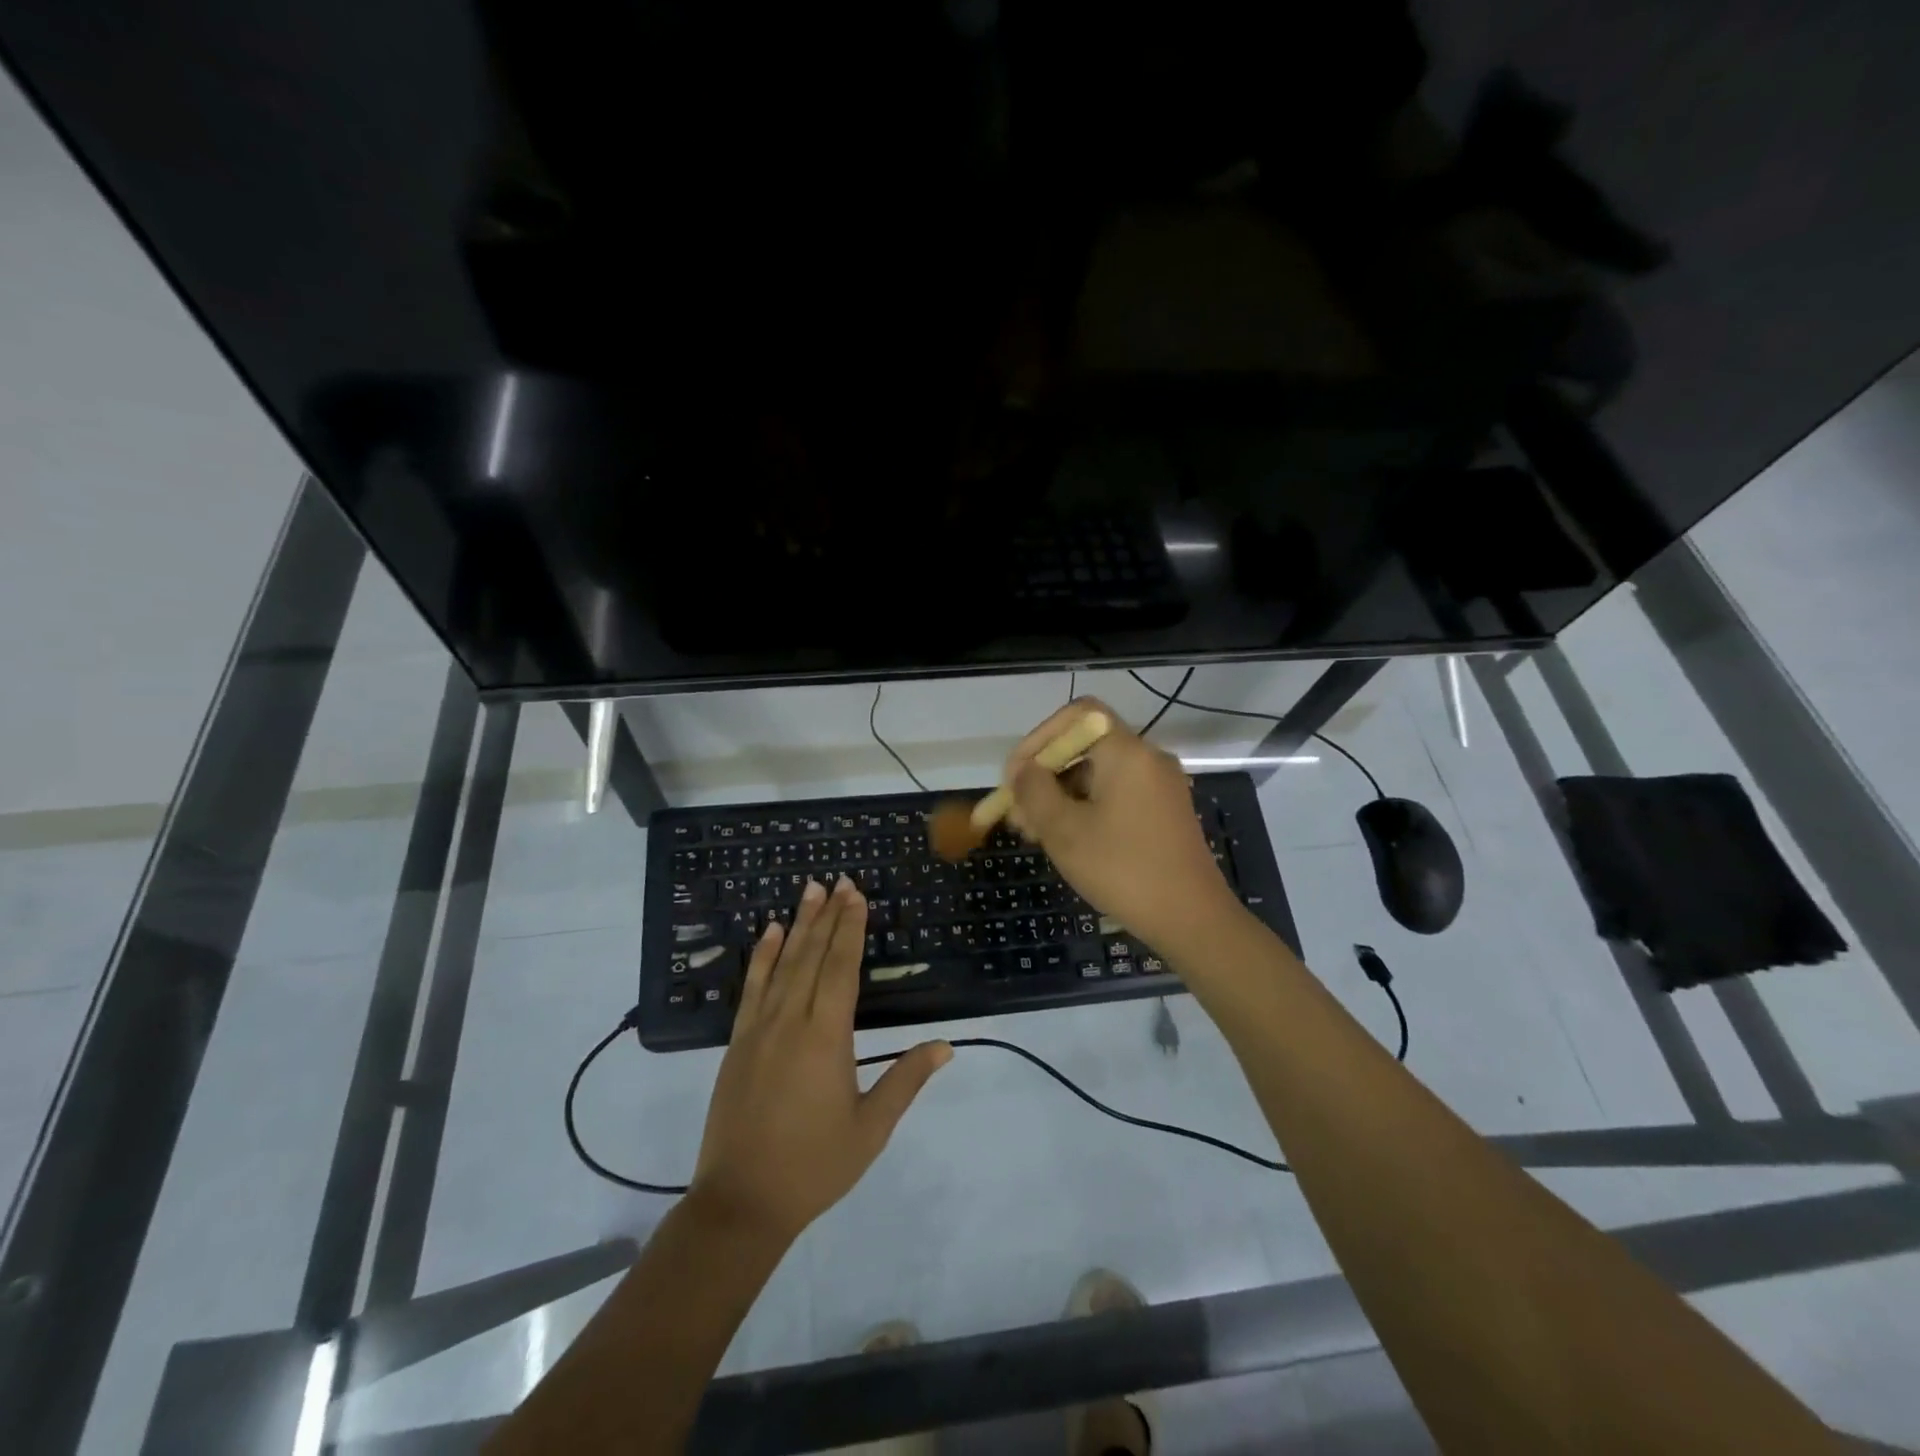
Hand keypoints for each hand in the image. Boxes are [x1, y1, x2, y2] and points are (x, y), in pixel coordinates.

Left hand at [688, 877, 951, 1243]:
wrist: (741, 1203)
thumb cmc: (814, 1166)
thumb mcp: (871, 1128)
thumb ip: (905, 1081)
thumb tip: (945, 1046)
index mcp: (827, 1037)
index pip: (841, 968)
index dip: (850, 929)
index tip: (856, 895)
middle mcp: (791, 1021)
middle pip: (812, 956)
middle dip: (828, 915)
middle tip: (839, 880)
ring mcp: (759, 1029)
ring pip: (782, 964)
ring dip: (797, 925)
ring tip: (809, 890)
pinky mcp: (738, 1043)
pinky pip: (752, 988)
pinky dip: (761, 957)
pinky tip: (768, 933)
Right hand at [1003, 698, 1243, 958]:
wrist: (1192, 920)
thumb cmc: (1123, 870)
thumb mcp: (1064, 830)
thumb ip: (1034, 791)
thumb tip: (1022, 770)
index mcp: (1127, 752)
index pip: (1076, 715)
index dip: (1038, 738)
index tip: (1016, 777)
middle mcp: (1148, 758)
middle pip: (1085, 745)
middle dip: (1044, 774)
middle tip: (1017, 813)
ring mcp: (1159, 786)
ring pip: (1098, 773)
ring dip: (1061, 795)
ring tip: (1034, 833)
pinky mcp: (1164, 812)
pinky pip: (1116, 794)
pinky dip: (1086, 807)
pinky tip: (1066, 840)